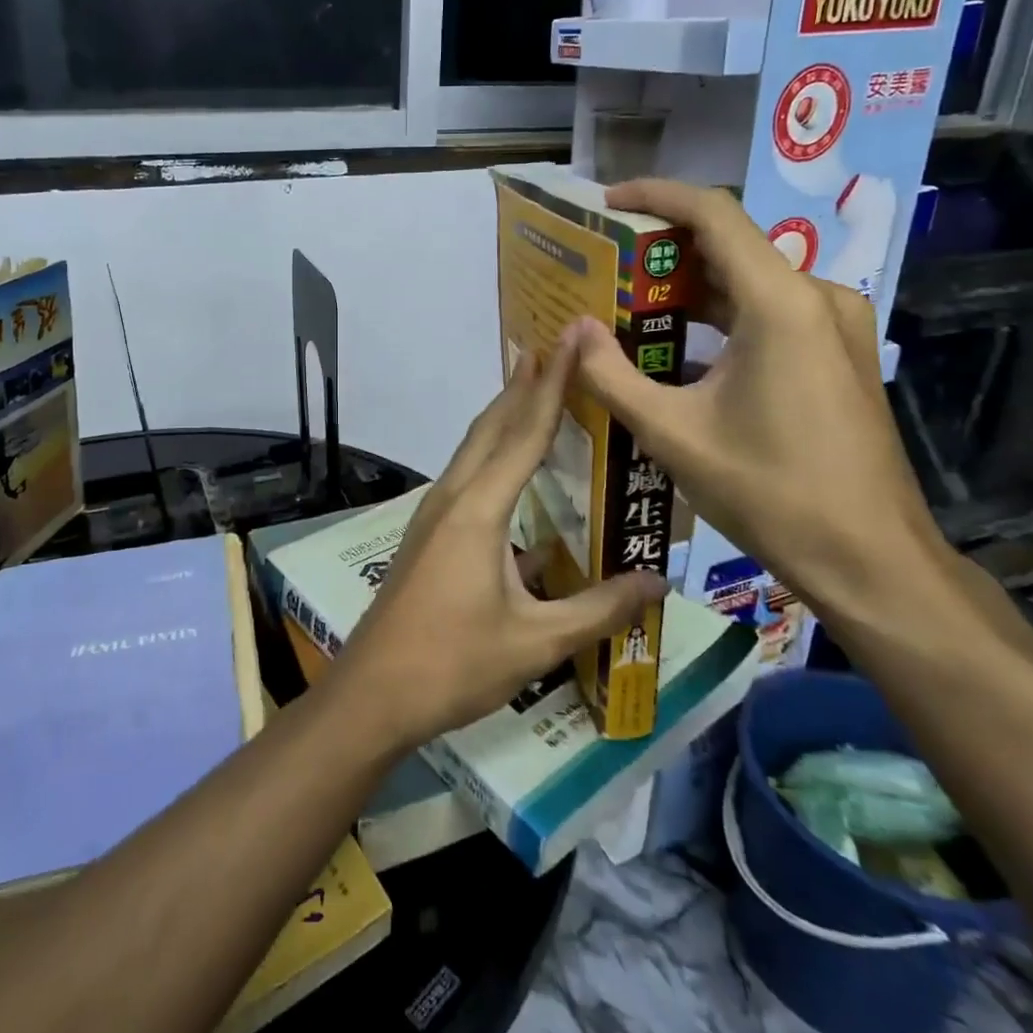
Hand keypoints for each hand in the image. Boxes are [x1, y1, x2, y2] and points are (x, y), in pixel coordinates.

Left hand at [332, 333, 667, 751]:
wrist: (373, 692)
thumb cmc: (454, 663)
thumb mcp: (537, 640)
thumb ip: (599, 608)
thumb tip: (660, 582)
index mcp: (479, 509)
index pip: (525, 432)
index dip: (553, 384)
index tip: (571, 340)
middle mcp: (453, 496)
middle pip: (492, 426)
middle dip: (524, 385)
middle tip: (554, 347)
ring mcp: (433, 514)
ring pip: (474, 448)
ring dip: (504, 414)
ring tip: (533, 387)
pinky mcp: (428, 534)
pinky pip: (467, 475)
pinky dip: (492, 452)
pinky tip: (511, 470)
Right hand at [568, 179, 946, 618]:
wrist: (870, 560)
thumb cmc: (770, 492)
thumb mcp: (673, 434)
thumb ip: (612, 376)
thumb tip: (573, 331)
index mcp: (781, 304)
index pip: (714, 214)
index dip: (657, 196)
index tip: (608, 203)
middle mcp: (817, 297)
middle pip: (731, 246)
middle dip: (664, 251)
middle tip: (604, 268)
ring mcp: (836, 326)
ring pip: (749, 283)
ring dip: (689, 289)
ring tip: (629, 307)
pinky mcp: (839, 354)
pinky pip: (770, 314)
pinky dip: (720, 319)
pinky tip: (678, 349)